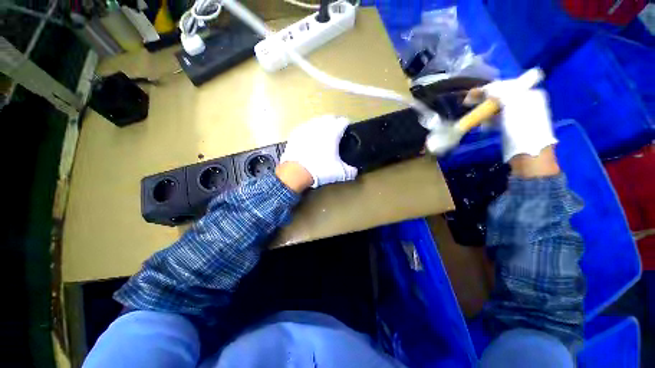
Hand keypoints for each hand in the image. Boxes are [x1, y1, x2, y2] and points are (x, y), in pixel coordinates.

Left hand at [280, 115, 357, 188]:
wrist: (297, 172)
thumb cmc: (321, 169)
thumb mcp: (340, 173)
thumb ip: (351, 171)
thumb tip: (355, 170)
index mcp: (333, 131)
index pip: (343, 121)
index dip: (347, 126)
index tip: (347, 132)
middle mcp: (320, 125)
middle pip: (330, 117)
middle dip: (334, 123)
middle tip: (336, 133)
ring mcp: (306, 127)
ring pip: (317, 120)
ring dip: (322, 125)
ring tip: (323, 135)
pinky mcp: (295, 133)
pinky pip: (305, 127)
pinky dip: (309, 131)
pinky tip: (309, 139)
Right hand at [468, 73, 557, 162]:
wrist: (527, 152)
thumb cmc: (522, 126)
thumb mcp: (512, 104)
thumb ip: (500, 93)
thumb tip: (487, 88)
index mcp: (529, 94)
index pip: (506, 86)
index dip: (488, 88)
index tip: (471, 93)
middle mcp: (524, 103)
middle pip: (501, 96)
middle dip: (484, 98)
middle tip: (467, 102)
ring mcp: (517, 116)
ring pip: (497, 108)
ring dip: (484, 109)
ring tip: (472, 113)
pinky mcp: (510, 128)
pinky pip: (496, 119)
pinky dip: (487, 119)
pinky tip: (480, 123)